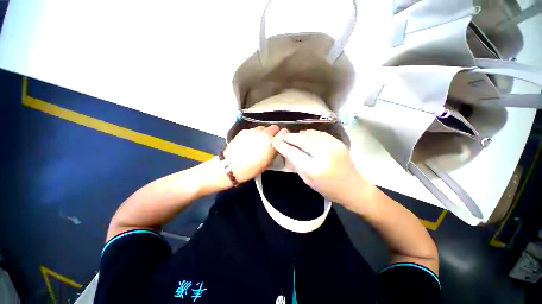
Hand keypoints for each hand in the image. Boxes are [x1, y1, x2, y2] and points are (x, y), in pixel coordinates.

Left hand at [224, 125, 281, 182]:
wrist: (231, 167)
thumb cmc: (251, 168)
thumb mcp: (268, 162)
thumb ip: (274, 151)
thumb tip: (276, 145)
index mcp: (271, 142)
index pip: (283, 132)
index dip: (283, 135)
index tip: (281, 139)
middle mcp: (264, 133)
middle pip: (273, 127)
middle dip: (273, 133)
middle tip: (270, 140)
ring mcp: (253, 131)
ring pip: (263, 128)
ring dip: (263, 133)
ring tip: (258, 141)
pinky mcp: (244, 131)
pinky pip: (253, 130)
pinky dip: (254, 134)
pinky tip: (249, 142)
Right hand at [272, 129, 371, 205]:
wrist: (353, 188)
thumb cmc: (328, 189)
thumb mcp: (308, 180)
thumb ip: (296, 164)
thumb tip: (286, 151)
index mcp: (314, 168)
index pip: (293, 152)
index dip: (282, 146)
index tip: (275, 142)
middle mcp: (323, 154)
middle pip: (301, 140)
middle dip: (289, 137)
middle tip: (282, 136)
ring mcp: (333, 146)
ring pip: (310, 134)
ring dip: (299, 134)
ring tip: (292, 136)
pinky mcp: (338, 142)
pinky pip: (320, 133)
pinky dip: (310, 133)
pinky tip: (305, 135)